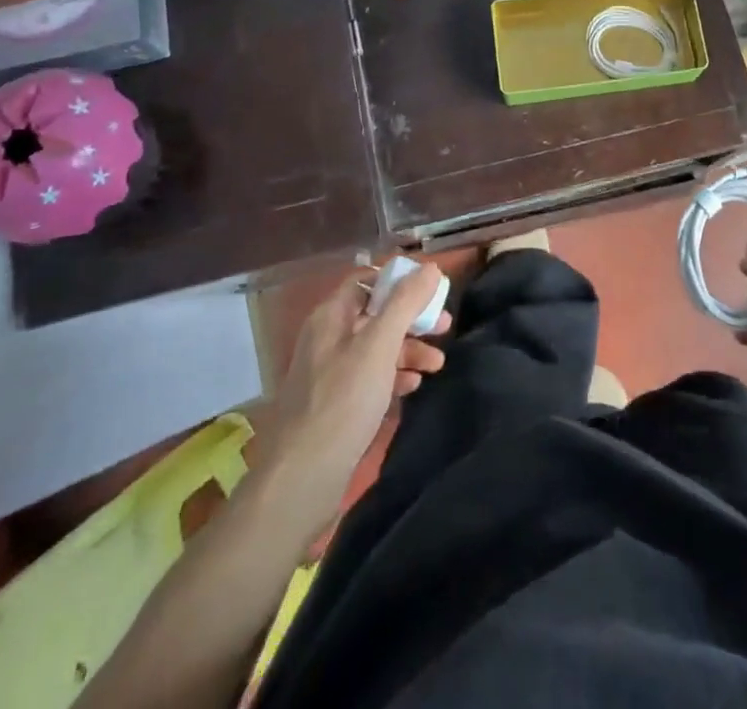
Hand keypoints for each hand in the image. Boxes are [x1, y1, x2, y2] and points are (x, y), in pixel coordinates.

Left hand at [270, 264, 451, 512]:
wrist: (302, 478)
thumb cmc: (343, 401)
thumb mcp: (379, 345)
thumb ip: (405, 303)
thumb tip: (429, 267)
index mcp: (331, 316)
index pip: (366, 281)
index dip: (399, 281)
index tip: (432, 290)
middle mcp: (328, 338)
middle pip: (375, 314)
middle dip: (411, 318)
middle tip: (444, 327)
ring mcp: (330, 373)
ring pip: (376, 347)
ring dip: (408, 349)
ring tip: (438, 364)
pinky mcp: (336, 404)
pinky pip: (370, 377)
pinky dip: (394, 375)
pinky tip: (414, 385)